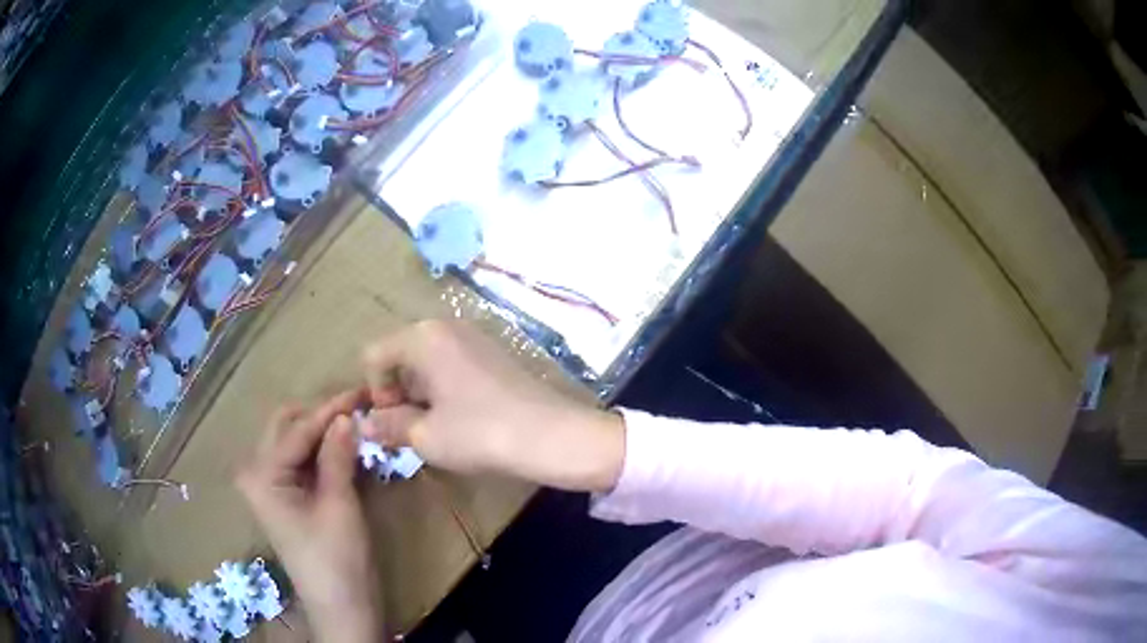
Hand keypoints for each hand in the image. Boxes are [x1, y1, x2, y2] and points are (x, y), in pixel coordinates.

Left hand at [236, 389, 382, 642]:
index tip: (361, 391)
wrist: (341, 606)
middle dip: (320, 416)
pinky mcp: (285, 498)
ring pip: (294, 442)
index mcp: (263, 475)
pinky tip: (346, 447)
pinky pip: (301, 461)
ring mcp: (270, 486)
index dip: (330, 410)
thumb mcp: (340, 504)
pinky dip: (322, 451)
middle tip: (358, 409)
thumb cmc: (337, 559)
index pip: (298, 430)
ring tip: (356, 423)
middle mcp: (258, 473)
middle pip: (287, 428)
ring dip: (322, 432)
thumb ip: (338, 456)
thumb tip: (347, 415)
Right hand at [361, 320, 624, 492]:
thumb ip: (388, 425)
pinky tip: (460, 420)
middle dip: (396, 393)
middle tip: (410, 429)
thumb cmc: (480, 433)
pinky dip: (443, 390)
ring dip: (420, 395)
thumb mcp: (426, 435)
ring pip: (426, 363)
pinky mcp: (493, 355)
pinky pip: (452, 366)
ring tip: (435, 429)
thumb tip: (364, 423)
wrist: (552, 436)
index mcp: (423, 337)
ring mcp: (473, 338)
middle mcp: (446, 327)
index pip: (374, 355)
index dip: (374, 391)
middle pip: (400, 355)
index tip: (393, 422)